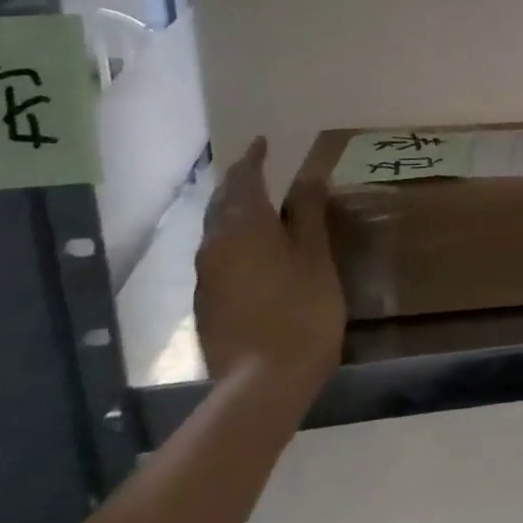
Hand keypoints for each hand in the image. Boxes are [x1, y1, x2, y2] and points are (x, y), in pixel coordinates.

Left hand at [194, 138, 343, 398]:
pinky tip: (255, 252)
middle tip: (260, 170)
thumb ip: (307, 214)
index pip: (244, 180)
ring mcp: (207, 277)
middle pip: (222, 204)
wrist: (264, 380)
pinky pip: (219, 257)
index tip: (263, 142)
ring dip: (235, 212)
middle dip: (239, 183)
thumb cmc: (302, 309)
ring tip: (259, 207)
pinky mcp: (207, 303)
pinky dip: (235, 241)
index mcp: (244, 228)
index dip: (254, 159)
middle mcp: (215, 246)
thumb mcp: (315, 256)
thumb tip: (309, 175)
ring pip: (217, 231)